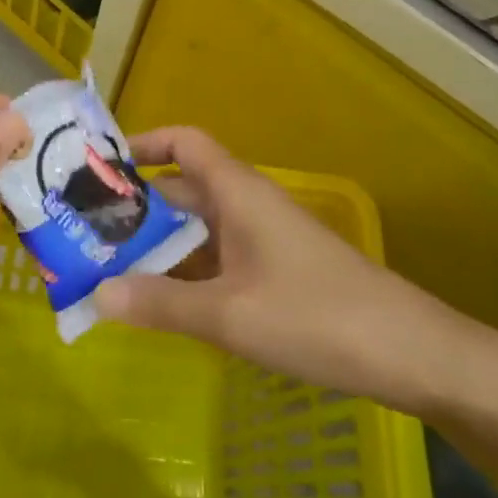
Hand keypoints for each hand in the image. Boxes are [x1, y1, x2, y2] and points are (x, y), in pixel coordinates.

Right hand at [93, 127, 475, 416]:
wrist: (412, 354)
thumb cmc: (316, 317)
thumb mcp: (229, 315)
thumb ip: (160, 304)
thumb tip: (96, 294)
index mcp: (238, 192)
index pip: (184, 142)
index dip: (143, 144)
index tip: (101, 169)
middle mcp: (247, 206)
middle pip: (181, 190)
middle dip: (135, 210)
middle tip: (86, 237)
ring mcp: (263, 240)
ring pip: (198, 230)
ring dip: (157, 247)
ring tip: (109, 273)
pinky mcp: (276, 272)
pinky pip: (217, 260)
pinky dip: (186, 274)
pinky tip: (161, 304)